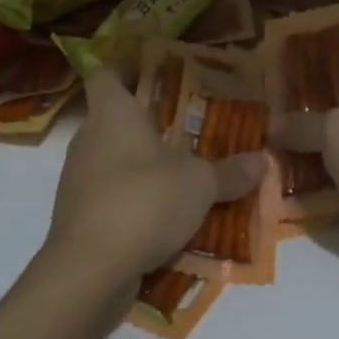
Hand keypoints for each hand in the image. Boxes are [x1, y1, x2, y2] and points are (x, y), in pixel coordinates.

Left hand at [45, 67, 262, 293]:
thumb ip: (230, 172)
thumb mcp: (199, 185)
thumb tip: (263, 161)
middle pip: (110, 118)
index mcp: (112, 114)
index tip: (150, 72)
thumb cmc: (144, 201)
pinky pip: (106, 196)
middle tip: (181, 127)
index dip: (124, 69)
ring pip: (109, 159)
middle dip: (143, 122)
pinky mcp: (75, 216)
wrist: (89, 269)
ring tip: (176, 173)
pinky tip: (159, 217)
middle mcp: (88, 139)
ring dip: (137, 164)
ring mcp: (76, 179)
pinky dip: (129, 200)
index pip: (105, 75)